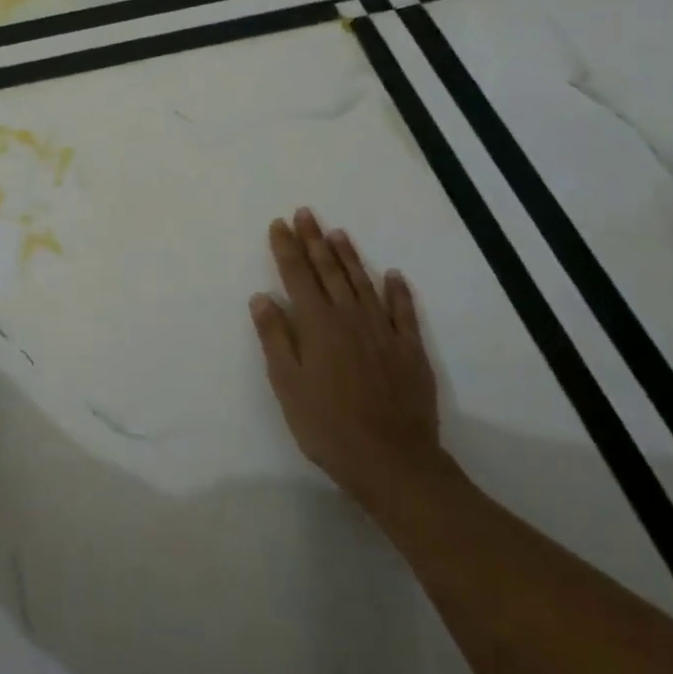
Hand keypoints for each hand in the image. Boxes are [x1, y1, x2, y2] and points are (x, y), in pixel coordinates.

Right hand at [250, 208, 453, 509]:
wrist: (392, 460)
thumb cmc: (327, 425)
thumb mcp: (287, 384)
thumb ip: (275, 337)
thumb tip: (262, 297)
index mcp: (317, 324)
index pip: (297, 275)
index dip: (286, 248)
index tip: (279, 224)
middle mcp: (350, 317)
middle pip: (329, 271)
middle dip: (314, 240)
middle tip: (305, 213)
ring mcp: (383, 331)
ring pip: (363, 282)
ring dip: (349, 256)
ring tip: (337, 232)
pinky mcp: (409, 349)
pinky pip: (403, 310)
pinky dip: (397, 290)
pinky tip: (393, 275)